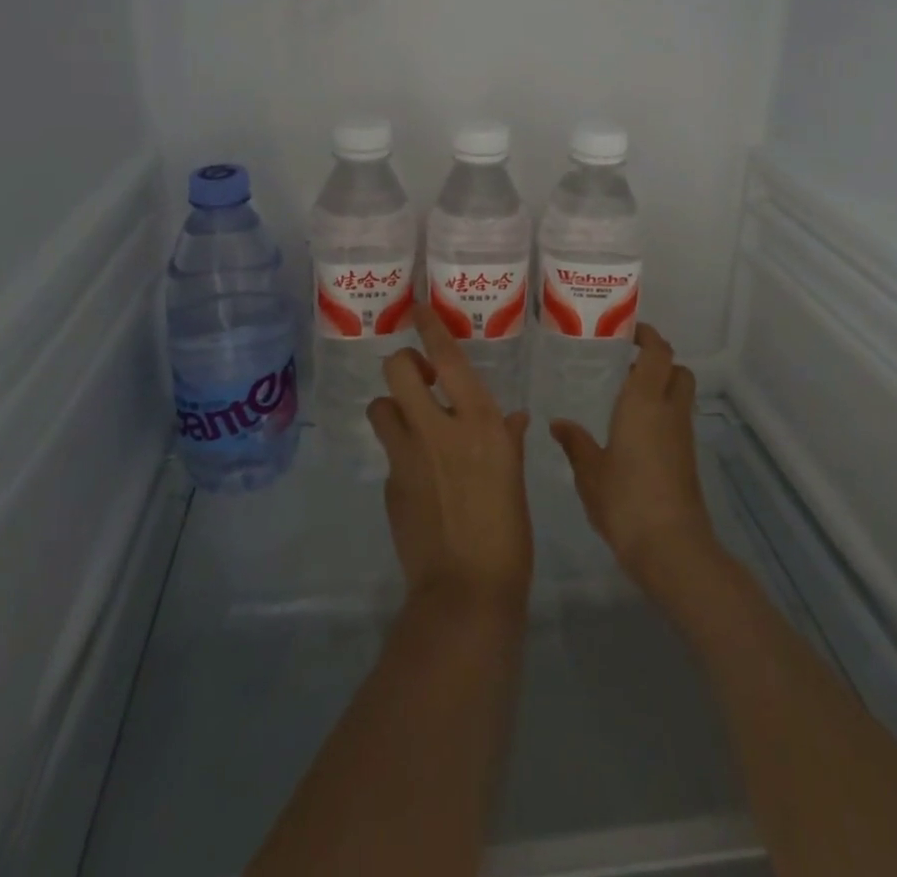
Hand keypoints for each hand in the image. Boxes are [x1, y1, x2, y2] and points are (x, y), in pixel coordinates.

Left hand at [369, 305, 532, 610]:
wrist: (467, 590)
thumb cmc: (508, 532)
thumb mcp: (515, 478)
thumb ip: (507, 441)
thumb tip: (511, 419)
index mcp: (478, 423)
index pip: (448, 358)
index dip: (430, 327)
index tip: (418, 306)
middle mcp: (438, 428)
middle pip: (399, 370)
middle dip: (404, 364)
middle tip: (421, 378)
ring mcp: (407, 455)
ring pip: (381, 406)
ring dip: (393, 407)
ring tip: (412, 422)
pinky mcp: (390, 483)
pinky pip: (389, 451)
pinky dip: (401, 451)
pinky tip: (420, 475)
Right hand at [550, 324, 719, 596]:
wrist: (671, 547)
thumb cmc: (625, 500)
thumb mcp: (589, 472)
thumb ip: (575, 443)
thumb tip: (558, 424)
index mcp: (644, 402)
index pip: (658, 354)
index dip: (649, 337)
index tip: (630, 331)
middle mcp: (669, 412)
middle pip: (677, 370)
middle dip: (659, 360)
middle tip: (627, 363)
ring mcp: (682, 436)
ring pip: (680, 395)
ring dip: (661, 387)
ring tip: (626, 395)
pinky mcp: (687, 459)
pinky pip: (677, 420)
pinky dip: (662, 412)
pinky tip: (634, 430)